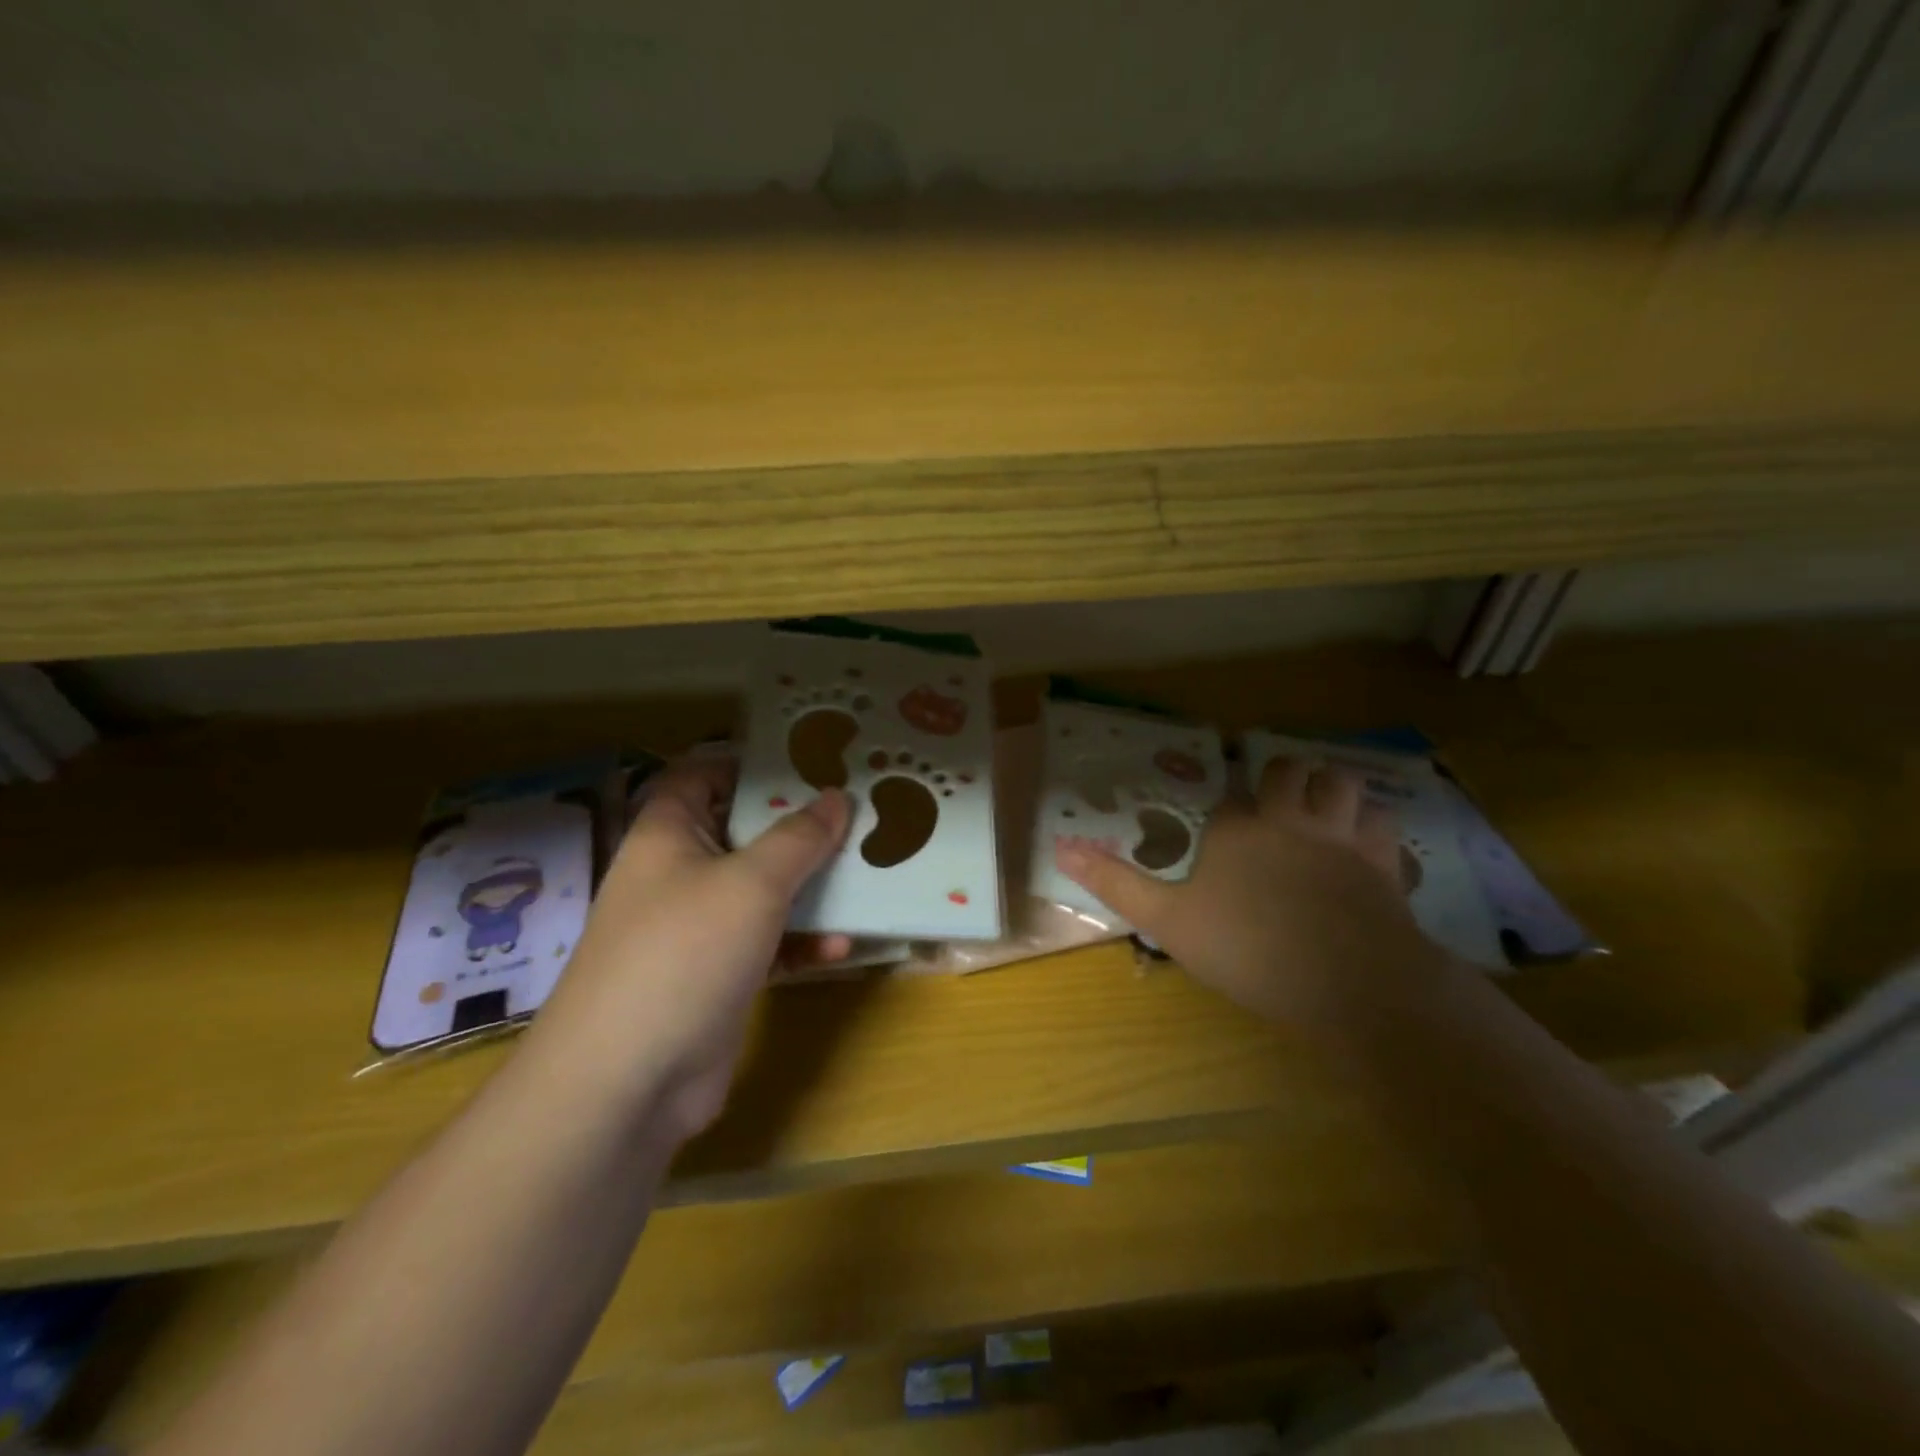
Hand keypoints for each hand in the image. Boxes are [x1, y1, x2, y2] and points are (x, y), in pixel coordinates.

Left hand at [526, 754, 850, 1140]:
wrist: (628, 1081)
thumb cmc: (685, 951)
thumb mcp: (752, 882)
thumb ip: (799, 837)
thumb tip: (837, 796)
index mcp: (669, 833)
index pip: (704, 774)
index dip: (752, 764)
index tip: (812, 762)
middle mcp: (680, 872)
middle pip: (744, 832)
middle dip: (799, 826)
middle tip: (858, 814)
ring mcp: (698, 927)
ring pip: (762, 890)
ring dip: (810, 886)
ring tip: (866, 874)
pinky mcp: (718, 975)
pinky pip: (767, 943)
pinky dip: (800, 941)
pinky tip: (840, 947)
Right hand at [1056, 757, 1451, 1038]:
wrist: (1349, 983)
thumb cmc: (1248, 950)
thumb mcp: (1169, 922)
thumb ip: (1117, 884)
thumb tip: (1061, 849)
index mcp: (1235, 831)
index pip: (1225, 799)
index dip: (1222, 808)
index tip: (1217, 824)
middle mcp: (1286, 820)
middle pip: (1285, 772)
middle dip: (1279, 777)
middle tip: (1271, 797)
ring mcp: (1339, 837)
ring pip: (1340, 784)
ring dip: (1329, 787)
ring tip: (1319, 805)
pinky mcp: (1382, 863)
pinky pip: (1382, 823)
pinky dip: (1371, 824)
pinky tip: (1364, 840)